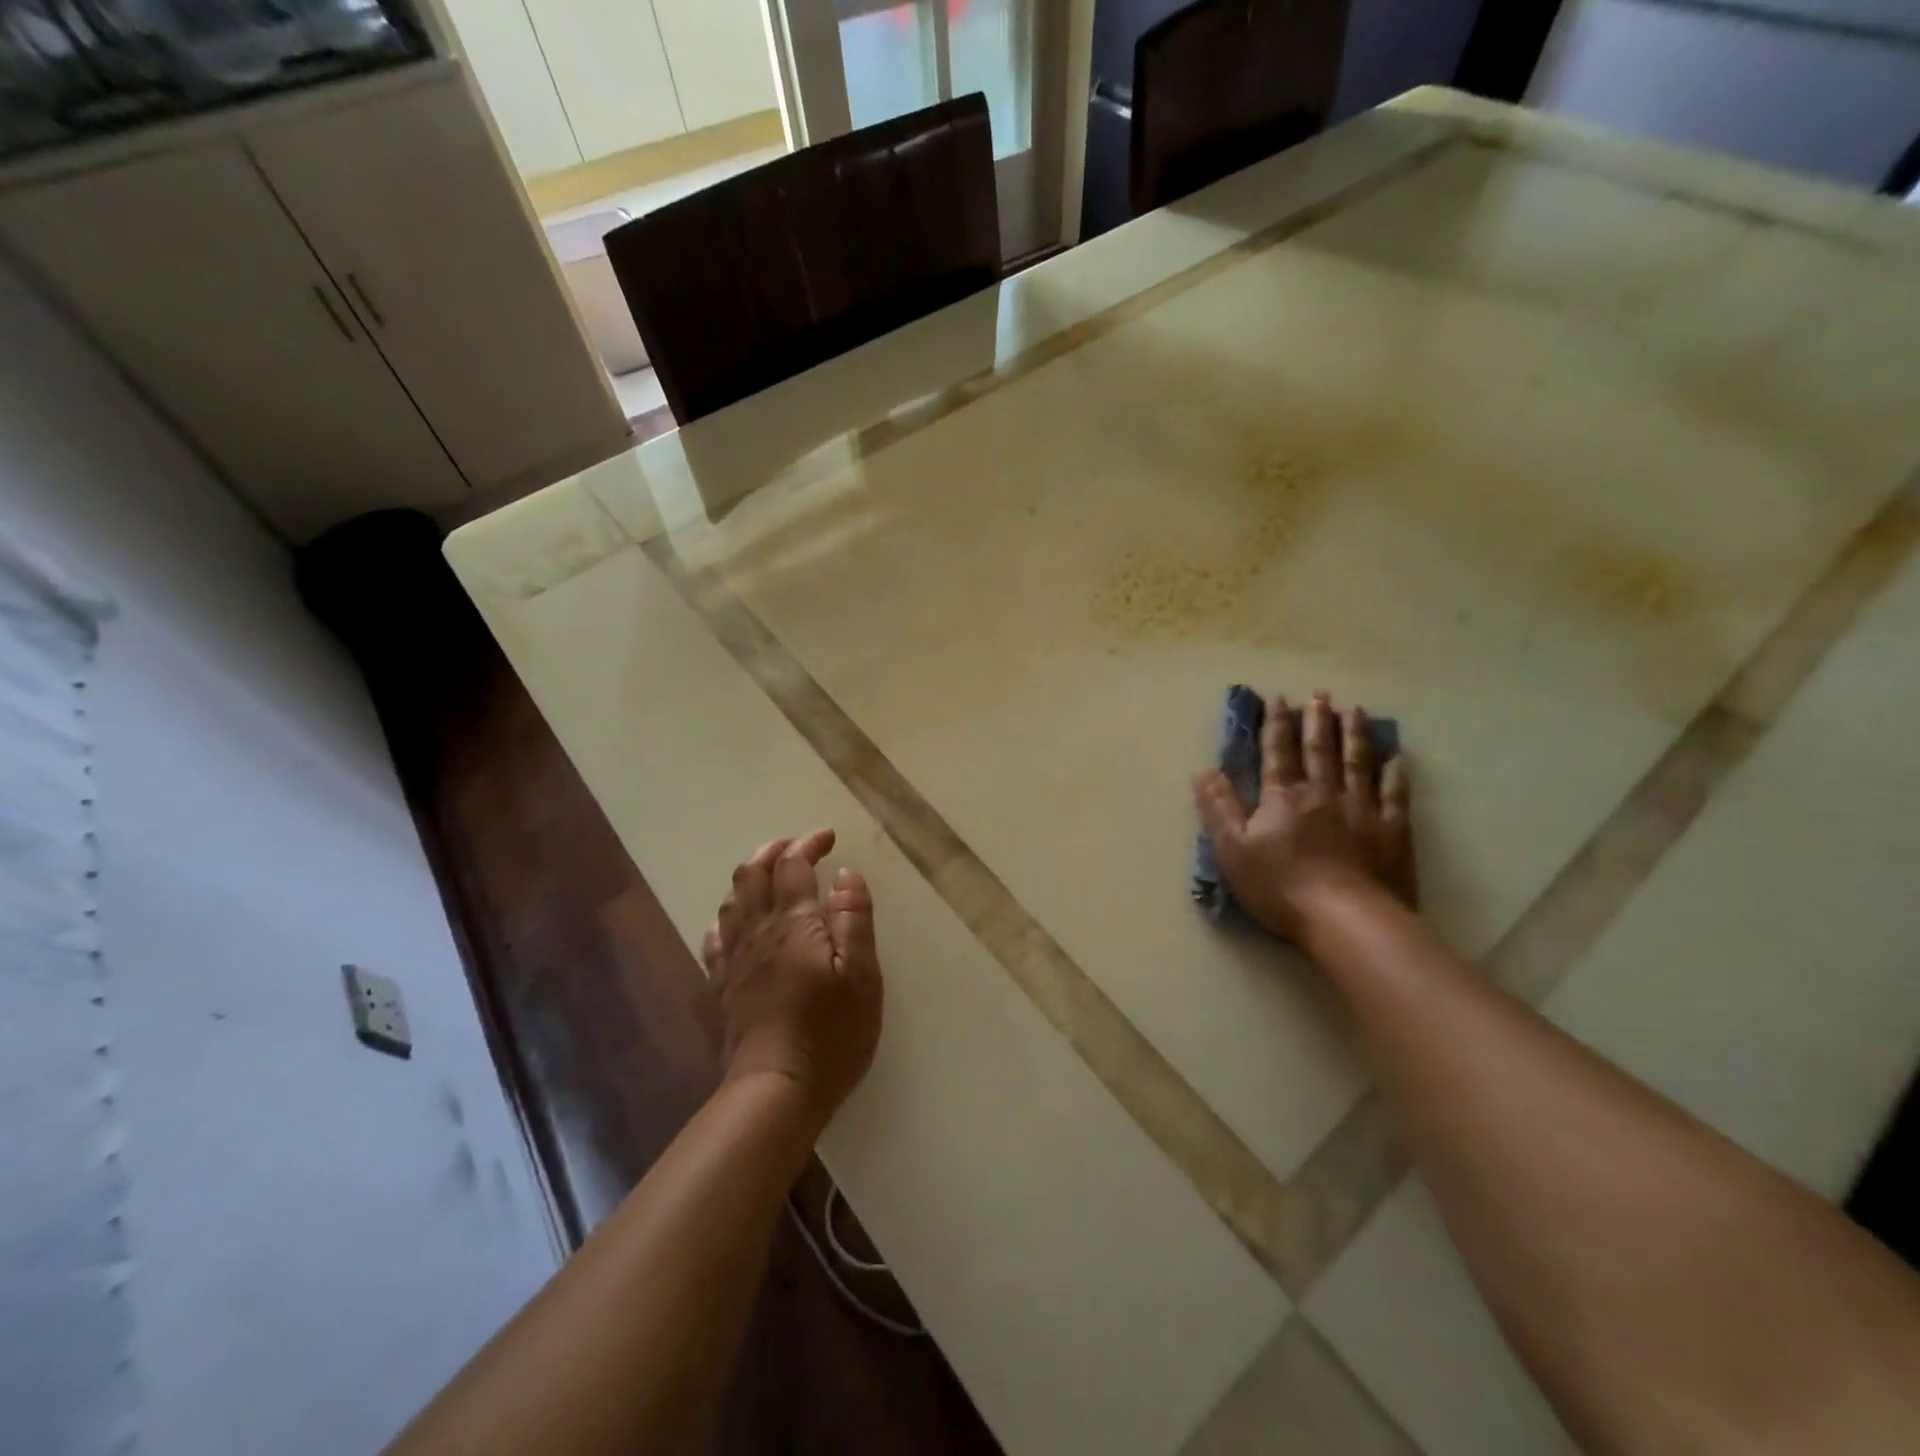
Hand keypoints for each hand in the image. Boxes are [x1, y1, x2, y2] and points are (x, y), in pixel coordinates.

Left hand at [701, 828, 881, 1122]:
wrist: (777, 1088)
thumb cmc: (831, 1032)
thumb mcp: (862, 975)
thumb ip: (854, 919)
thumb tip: (846, 874)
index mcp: (795, 923)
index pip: (793, 865)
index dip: (808, 843)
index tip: (829, 837)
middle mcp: (758, 931)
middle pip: (752, 873)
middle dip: (774, 850)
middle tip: (799, 847)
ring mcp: (736, 958)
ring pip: (732, 900)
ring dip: (750, 876)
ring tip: (771, 875)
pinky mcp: (724, 985)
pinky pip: (716, 937)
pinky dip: (729, 916)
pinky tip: (738, 922)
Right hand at [1194, 691, 1414, 940]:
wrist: (1346, 919)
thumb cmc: (1280, 886)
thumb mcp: (1232, 849)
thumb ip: (1218, 807)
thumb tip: (1203, 770)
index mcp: (1283, 796)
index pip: (1277, 751)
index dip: (1276, 724)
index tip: (1278, 698)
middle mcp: (1323, 792)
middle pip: (1320, 749)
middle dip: (1317, 720)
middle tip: (1321, 695)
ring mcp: (1362, 809)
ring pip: (1358, 762)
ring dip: (1355, 734)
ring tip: (1355, 710)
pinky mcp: (1391, 831)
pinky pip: (1394, 794)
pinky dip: (1395, 773)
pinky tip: (1397, 757)